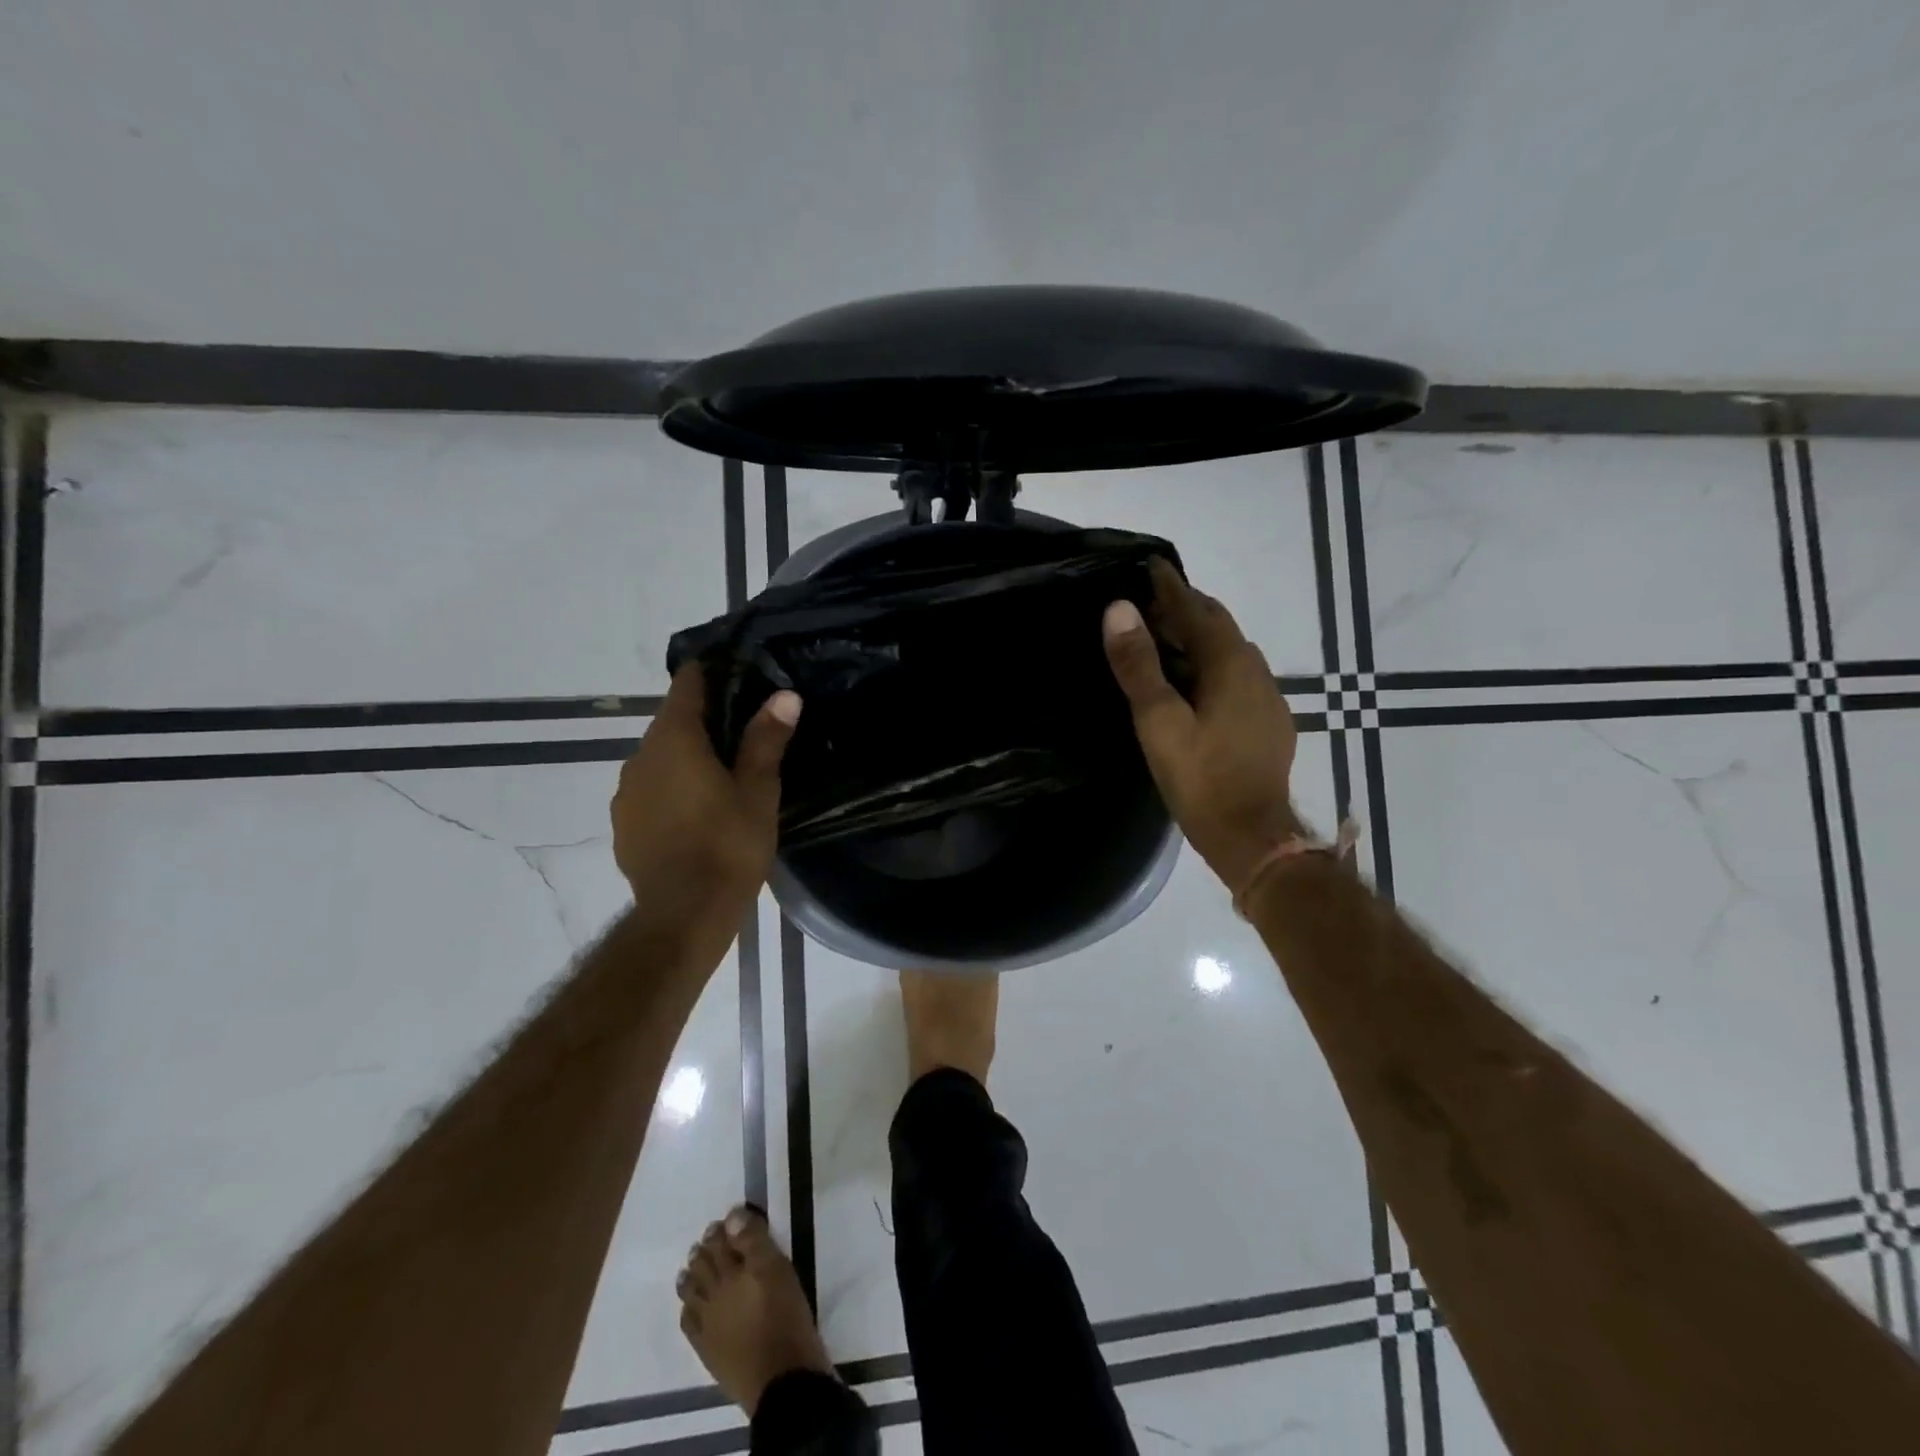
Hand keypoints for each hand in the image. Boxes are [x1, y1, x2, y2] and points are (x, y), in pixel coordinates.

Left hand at [612, 667, 800, 909]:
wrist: (683, 915)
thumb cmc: (727, 846)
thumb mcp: (757, 791)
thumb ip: (766, 739)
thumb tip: (784, 695)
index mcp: (674, 740)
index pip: (687, 685)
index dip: (711, 674)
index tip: (738, 673)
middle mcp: (640, 757)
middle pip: (671, 722)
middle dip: (704, 720)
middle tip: (744, 730)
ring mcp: (626, 792)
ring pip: (659, 758)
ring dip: (686, 757)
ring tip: (722, 774)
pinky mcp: (623, 824)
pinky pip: (650, 789)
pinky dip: (671, 788)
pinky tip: (696, 812)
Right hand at [1102, 559, 1300, 891]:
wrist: (1252, 836)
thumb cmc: (1201, 777)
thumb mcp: (1158, 721)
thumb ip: (1138, 666)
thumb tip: (1118, 609)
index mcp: (1229, 662)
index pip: (1195, 608)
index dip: (1168, 587)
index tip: (1147, 566)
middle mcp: (1255, 669)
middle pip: (1217, 625)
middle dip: (1184, 609)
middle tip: (1145, 606)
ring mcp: (1267, 696)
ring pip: (1228, 652)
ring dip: (1197, 639)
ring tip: (1162, 643)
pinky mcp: (1269, 721)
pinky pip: (1236, 677)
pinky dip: (1211, 667)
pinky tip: (1193, 687)